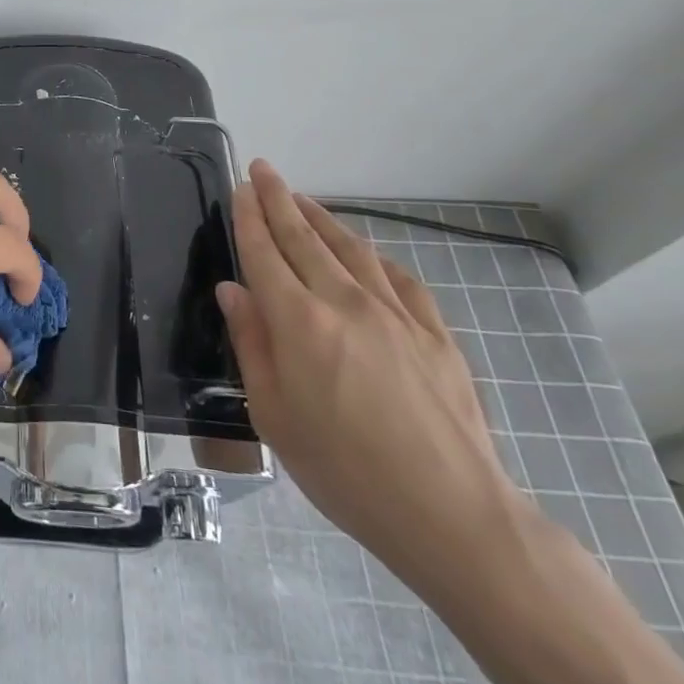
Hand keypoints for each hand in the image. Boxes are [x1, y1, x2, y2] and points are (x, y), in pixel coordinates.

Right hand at [216, 160, 533, 587]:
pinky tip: (365, 253)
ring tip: (302, 199)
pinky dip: (373, 257)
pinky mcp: (435, 333)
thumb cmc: (344, 471)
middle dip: (279, 199)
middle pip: (304, 237)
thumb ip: (252, 343)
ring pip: (350, 248)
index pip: (265, 253)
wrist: (451, 514)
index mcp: (299, 322)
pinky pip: (398, 279)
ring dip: (321, 218)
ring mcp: (395, 314)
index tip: (240, 187)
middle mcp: (344, 302)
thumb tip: (233, 290)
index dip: (249, 217)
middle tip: (263, 169)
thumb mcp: (274, 416)